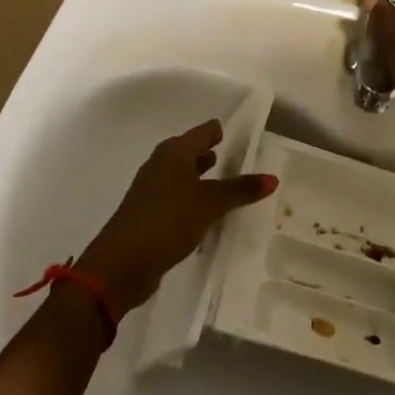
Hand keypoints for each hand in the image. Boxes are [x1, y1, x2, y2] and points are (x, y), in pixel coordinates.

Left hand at [77, 119, 276, 313]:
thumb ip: (240, 189)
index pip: (204, 131)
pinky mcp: (149, 214)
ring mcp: (152, 190)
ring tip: (227, 184)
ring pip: (184, 176)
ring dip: (203, 179)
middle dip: (213, 154)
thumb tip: (272, 178)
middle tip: (241, 159)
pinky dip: (193, 199)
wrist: (122, 263)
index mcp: (174, 152)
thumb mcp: (210, 203)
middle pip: (191, 151)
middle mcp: (161, 164)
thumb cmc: (168, 220)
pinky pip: (178, 199)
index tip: (244, 136)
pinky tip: (207, 213)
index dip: (222, 132)